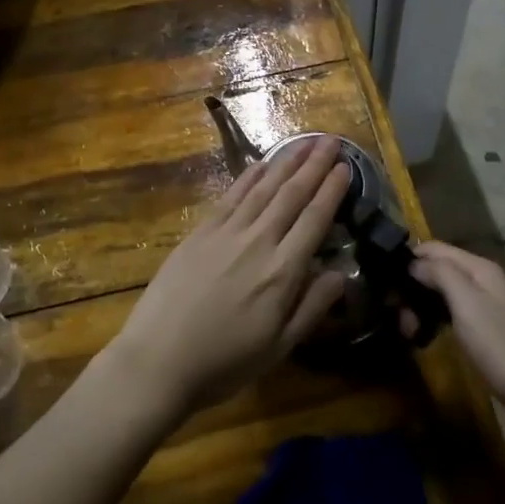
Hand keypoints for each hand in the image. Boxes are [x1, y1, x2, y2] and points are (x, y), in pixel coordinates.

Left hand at [107, 137, 350, 414]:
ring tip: (304, 142)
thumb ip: (312, 307)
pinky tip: (262, 164)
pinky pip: (231, 195)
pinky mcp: (200, 232)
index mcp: (282, 272)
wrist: (158, 359)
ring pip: (263, 188)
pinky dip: (249, 176)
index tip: (346, 167)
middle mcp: (258, 241)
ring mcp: (226, 232)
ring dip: (286, 163)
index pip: (314, 220)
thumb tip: (342, 272)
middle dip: (314, 166)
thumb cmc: (224, 363)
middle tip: (331, 141)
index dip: (331, 191)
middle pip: (291, 195)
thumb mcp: (278, 347)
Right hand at [408, 241, 504, 446]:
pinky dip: (435, 322)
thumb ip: (439, 274)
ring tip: (407, 330)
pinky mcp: (488, 335)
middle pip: (437, 270)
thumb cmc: (503, 348)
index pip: (434, 248)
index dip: (407, 258)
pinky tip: (426, 338)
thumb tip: (413, 262)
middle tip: (395, 314)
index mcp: (480, 269)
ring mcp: (487, 309)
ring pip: (442, 295)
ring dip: (421, 307)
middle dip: (412, 287)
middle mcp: (483, 282)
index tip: (382, 279)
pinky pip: (452, 317)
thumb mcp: (467, 304)